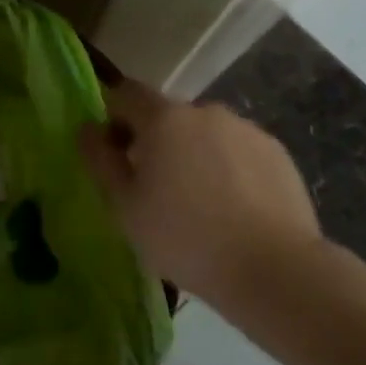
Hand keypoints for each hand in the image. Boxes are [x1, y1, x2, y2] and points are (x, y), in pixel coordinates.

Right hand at [78, 78, 321, 306]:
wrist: (275, 270)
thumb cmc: (186, 238)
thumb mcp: (124, 207)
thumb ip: (100, 160)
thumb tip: (87, 128)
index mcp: (164, 118)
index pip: (126, 94)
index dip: (114, 117)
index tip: (116, 155)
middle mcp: (205, 111)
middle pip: (168, 116)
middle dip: (156, 142)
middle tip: (156, 190)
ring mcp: (246, 130)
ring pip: (206, 135)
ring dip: (195, 155)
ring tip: (201, 205)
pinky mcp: (278, 154)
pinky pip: (239, 152)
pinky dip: (229, 170)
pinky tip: (235, 210)